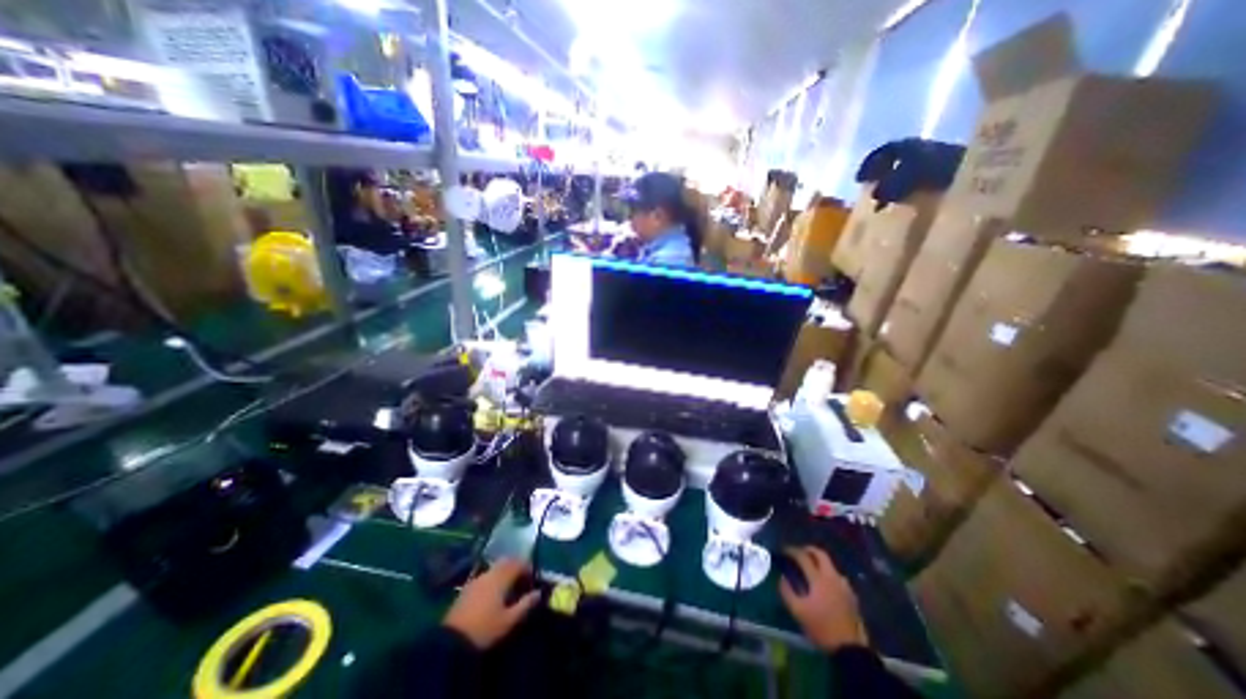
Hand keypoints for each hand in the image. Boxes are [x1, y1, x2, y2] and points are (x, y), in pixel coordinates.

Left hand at [441, 556, 537, 649]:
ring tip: (509, 587)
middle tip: (522, 580)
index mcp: (501, 577)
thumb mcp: (508, 620)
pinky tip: (493, 593)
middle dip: (516, 567)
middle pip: (506, 562)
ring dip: (504, 572)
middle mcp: (490, 573)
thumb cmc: (484, 629)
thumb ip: (525, 604)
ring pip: (495, 568)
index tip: (533, 578)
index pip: (519, 563)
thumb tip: (539, 593)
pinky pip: (485, 575)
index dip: (528, 568)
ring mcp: (477, 579)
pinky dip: (493, 578)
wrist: (451, 642)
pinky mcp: (467, 588)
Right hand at [776, 544, 869, 651]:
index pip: (803, 557)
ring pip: (831, 565)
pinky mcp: (852, 596)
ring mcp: (844, 586)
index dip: (792, 551)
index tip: (784, 551)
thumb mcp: (798, 611)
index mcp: (818, 579)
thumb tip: (782, 577)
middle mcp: (832, 577)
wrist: (850, 650)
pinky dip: (829, 574)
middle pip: (821, 554)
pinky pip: (838, 577)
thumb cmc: (821, 628)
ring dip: (820, 562)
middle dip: (809, 550)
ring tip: (812, 568)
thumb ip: (787, 591)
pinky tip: (825, 584)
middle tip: (799, 552)